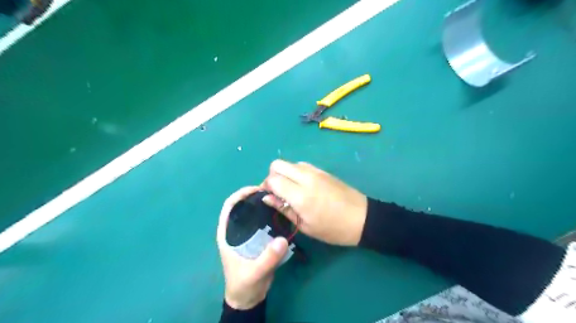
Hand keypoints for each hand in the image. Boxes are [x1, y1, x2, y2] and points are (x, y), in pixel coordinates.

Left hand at [216, 186, 286, 310]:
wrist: (249, 297)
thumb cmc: (244, 284)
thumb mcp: (254, 273)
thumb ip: (267, 259)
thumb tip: (282, 239)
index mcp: (227, 233)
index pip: (229, 206)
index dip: (241, 194)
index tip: (257, 189)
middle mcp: (236, 230)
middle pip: (243, 205)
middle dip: (255, 196)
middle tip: (273, 192)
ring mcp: (246, 234)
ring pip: (253, 212)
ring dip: (263, 204)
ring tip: (278, 199)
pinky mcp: (257, 239)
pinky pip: (263, 222)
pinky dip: (270, 215)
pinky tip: (281, 213)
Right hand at [263, 160, 366, 245]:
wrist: (362, 218)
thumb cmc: (333, 229)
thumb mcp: (305, 225)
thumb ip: (284, 209)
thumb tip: (267, 198)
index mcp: (300, 194)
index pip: (272, 179)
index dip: (265, 186)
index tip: (268, 197)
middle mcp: (306, 177)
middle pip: (278, 164)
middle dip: (272, 176)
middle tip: (277, 192)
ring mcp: (315, 171)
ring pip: (290, 163)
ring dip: (284, 173)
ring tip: (290, 190)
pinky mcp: (323, 171)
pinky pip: (302, 165)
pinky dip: (295, 172)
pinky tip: (302, 186)